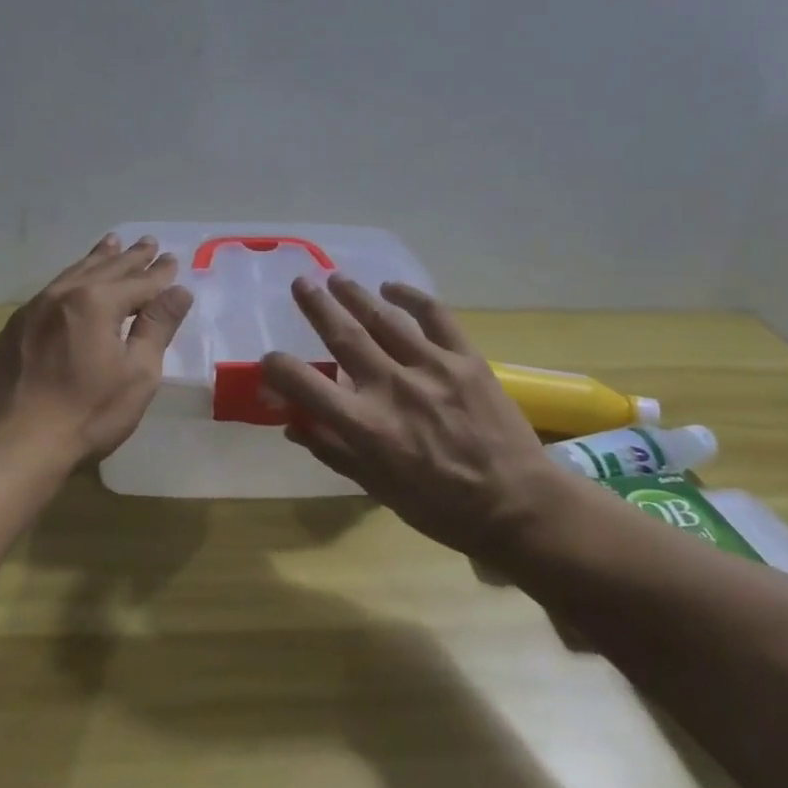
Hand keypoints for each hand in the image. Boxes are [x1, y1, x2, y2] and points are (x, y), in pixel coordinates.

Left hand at [0, 233, 193, 461]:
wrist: (12, 442)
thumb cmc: (87, 413)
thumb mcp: (137, 373)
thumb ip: (157, 327)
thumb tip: (179, 291)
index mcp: (97, 302)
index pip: (139, 281)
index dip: (159, 273)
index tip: (173, 260)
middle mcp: (64, 295)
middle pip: (105, 269)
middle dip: (130, 257)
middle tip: (148, 242)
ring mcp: (33, 309)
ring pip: (74, 274)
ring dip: (98, 258)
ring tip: (112, 243)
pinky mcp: (14, 328)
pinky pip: (51, 290)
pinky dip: (71, 278)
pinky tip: (72, 282)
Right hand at [261, 276, 572, 561]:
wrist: (518, 505)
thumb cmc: (442, 508)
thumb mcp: (378, 490)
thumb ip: (334, 452)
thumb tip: (293, 426)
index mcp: (365, 426)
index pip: (304, 385)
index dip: (278, 369)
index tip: (269, 361)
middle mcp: (392, 388)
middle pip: (343, 335)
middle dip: (316, 307)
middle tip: (300, 283)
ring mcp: (432, 367)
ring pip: (384, 318)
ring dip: (355, 295)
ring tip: (336, 278)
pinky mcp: (466, 359)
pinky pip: (435, 316)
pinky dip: (411, 297)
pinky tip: (393, 288)